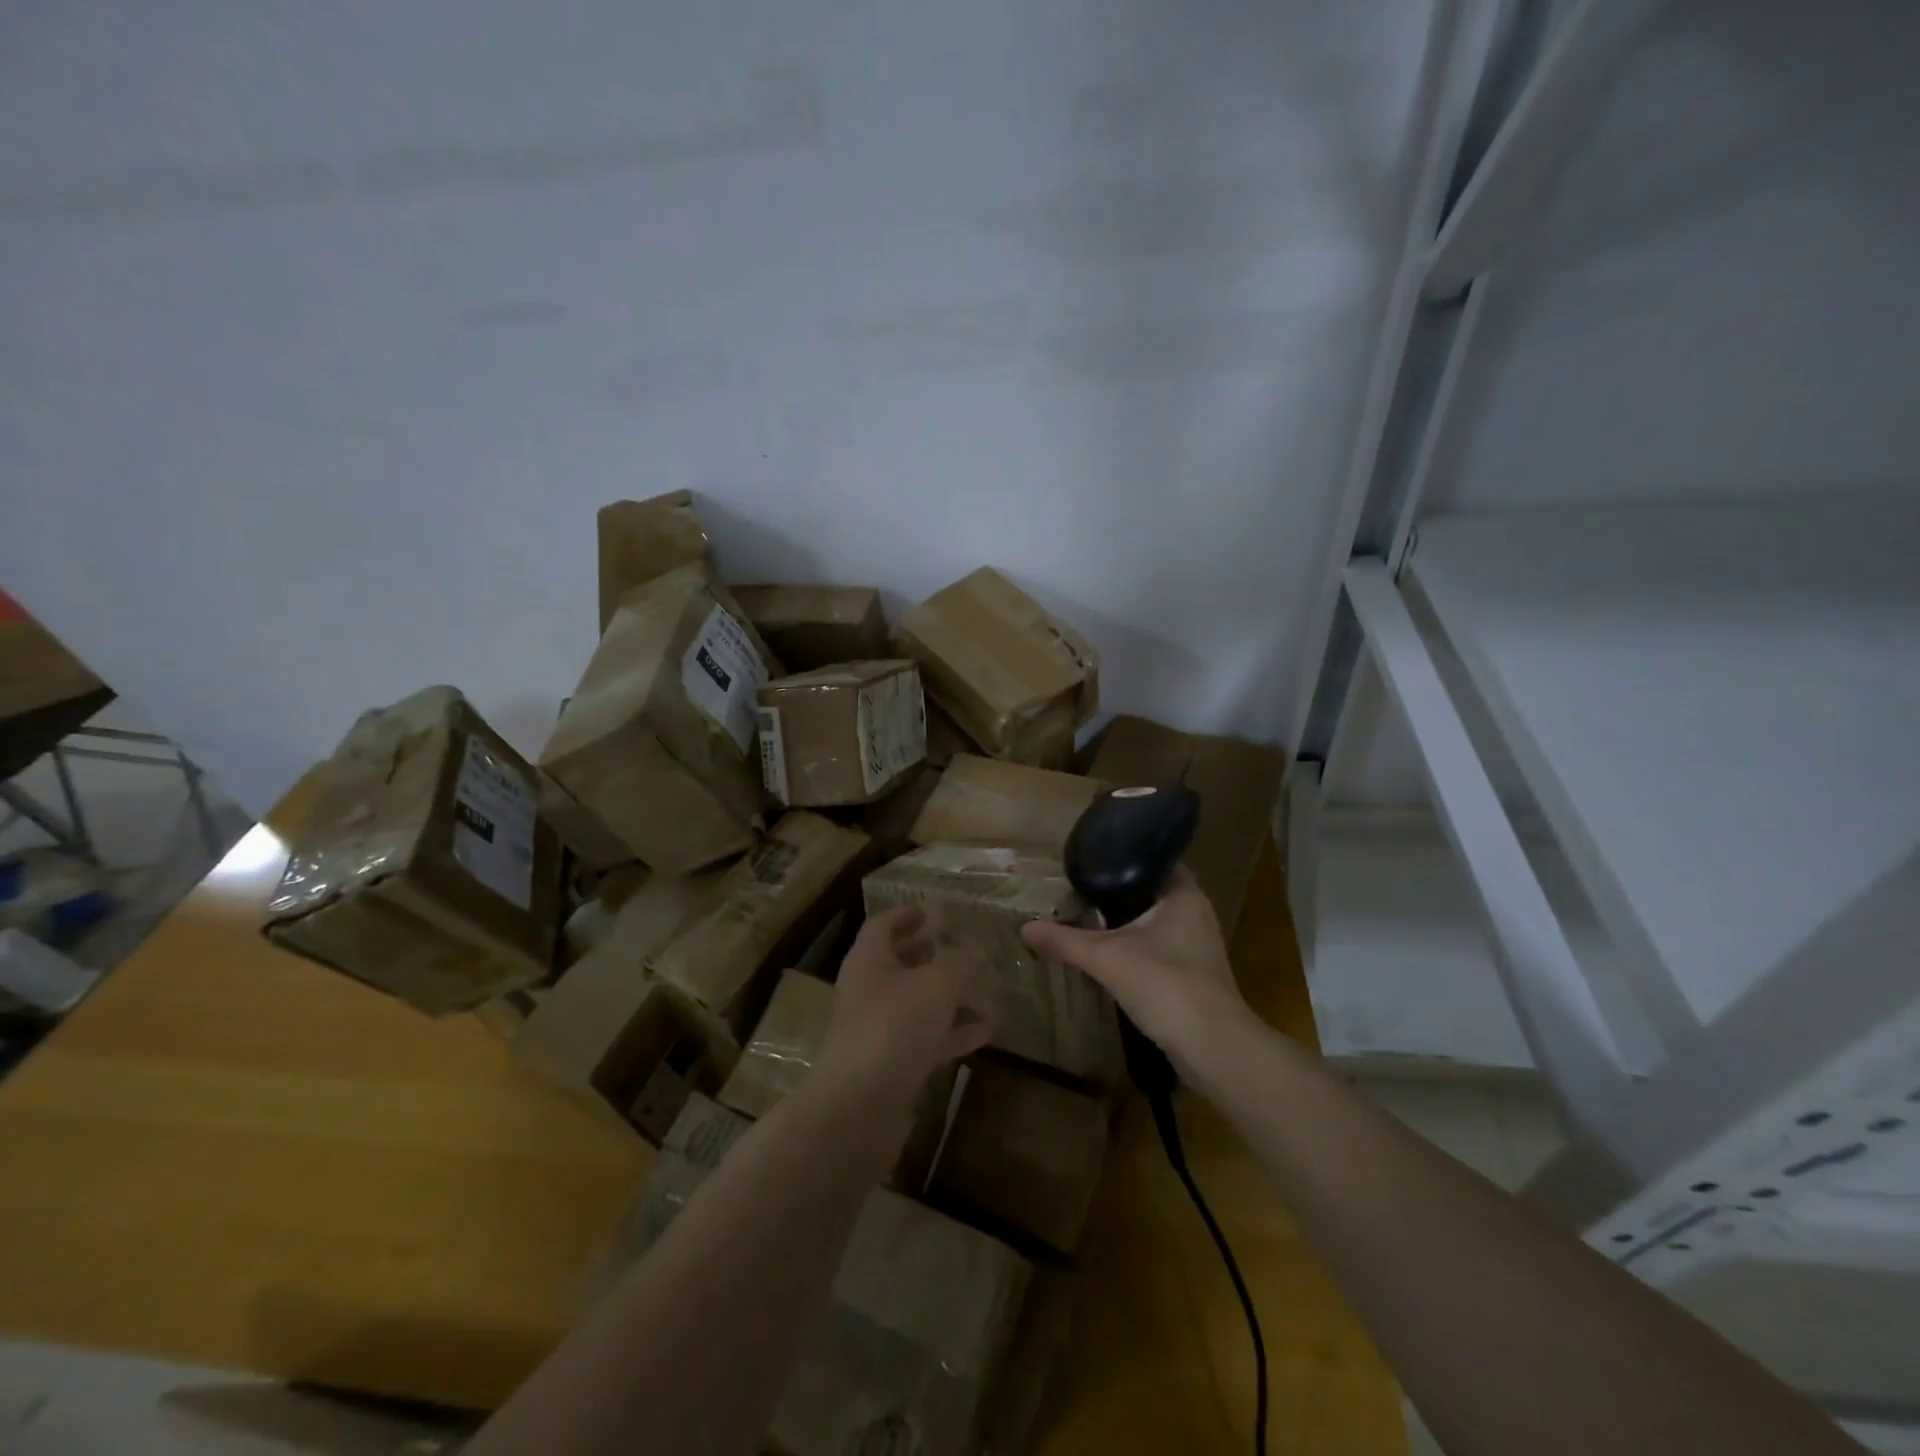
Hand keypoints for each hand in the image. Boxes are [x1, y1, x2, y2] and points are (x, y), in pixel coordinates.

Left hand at [817, 905, 994, 1105]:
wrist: (860, 1106)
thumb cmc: (895, 1026)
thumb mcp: (938, 984)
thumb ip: (961, 964)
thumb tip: (977, 953)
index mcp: (868, 960)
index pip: (882, 926)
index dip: (905, 915)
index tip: (929, 910)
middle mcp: (867, 991)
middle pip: (896, 963)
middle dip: (925, 954)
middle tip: (955, 946)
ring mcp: (877, 1030)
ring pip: (914, 1003)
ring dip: (946, 996)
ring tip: (982, 988)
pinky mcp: (890, 1066)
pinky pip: (925, 1039)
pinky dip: (952, 1032)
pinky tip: (986, 1032)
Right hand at [1021, 867, 1250, 1068]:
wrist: (1212, 1047)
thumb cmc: (1164, 984)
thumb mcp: (1105, 957)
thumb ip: (1064, 940)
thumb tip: (1024, 927)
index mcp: (1183, 893)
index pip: (1150, 860)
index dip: (1119, 859)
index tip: (1087, 862)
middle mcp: (1195, 912)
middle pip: (1148, 892)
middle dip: (1114, 894)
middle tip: (1076, 891)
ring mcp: (1198, 945)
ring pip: (1153, 923)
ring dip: (1123, 924)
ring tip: (1084, 919)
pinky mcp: (1194, 974)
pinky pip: (1158, 949)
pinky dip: (1134, 948)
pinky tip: (1107, 956)